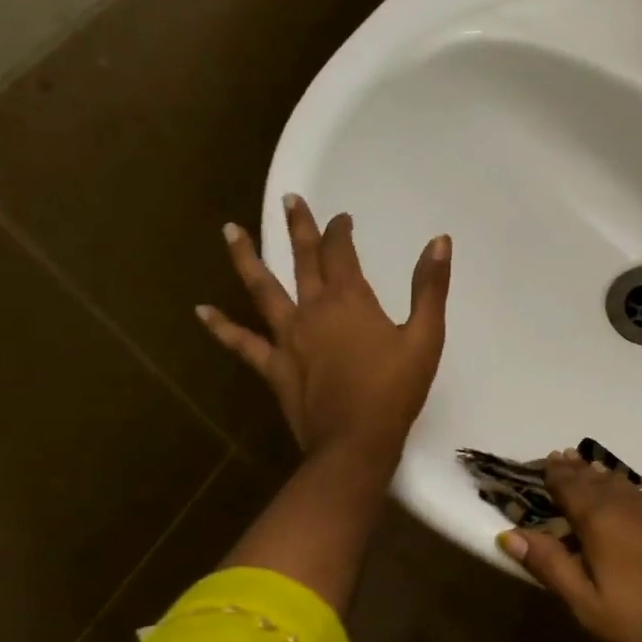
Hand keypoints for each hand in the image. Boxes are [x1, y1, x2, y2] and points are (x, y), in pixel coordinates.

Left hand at [197, 194, 450, 458]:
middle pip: (302, 259)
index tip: (342, 218)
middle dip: (297, 227)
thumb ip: (430, 288)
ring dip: (246, 258)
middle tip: (288, 199)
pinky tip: (201, 311)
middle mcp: (312, 309)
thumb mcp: (425, 337)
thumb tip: (440, 241)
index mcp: (349, 300)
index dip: (340, 230)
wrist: (356, 442)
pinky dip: (221, 327)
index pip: (341, 252)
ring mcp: (287, 337)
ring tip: (229, 230)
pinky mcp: (274, 366)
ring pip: (262, 289)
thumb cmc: (395, 389)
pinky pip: (243, 343)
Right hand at [497, 451, 641, 641]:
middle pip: (600, 479)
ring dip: (613, 482)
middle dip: (581, 471)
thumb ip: (551, 566)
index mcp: (602, 519)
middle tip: (569, 459)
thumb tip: (511, 533)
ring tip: (602, 478)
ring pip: (633, 487)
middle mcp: (634, 499)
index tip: (549, 461)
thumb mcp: (590, 606)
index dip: (556, 474)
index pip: (570, 486)